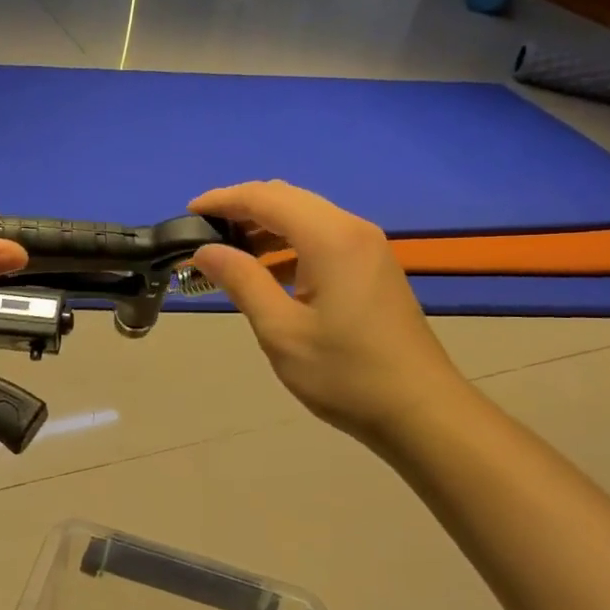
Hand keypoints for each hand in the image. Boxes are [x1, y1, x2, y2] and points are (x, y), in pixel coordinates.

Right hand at [189, 181, 466, 446]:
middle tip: (205, 236)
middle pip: (287, 199)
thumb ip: (242, 281)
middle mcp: (352, 230)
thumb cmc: (346, 374)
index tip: (189, 214)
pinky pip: (322, 238)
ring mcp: (367, 248)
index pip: (266, 198)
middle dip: (242, 209)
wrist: (421, 412)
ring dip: (265, 228)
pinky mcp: (372, 268)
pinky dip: (289, 245)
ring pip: (306, 217)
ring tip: (229, 255)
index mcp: (330, 238)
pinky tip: (268, 274)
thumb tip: (205, 250)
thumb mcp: (282, 331)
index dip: (223, 199)